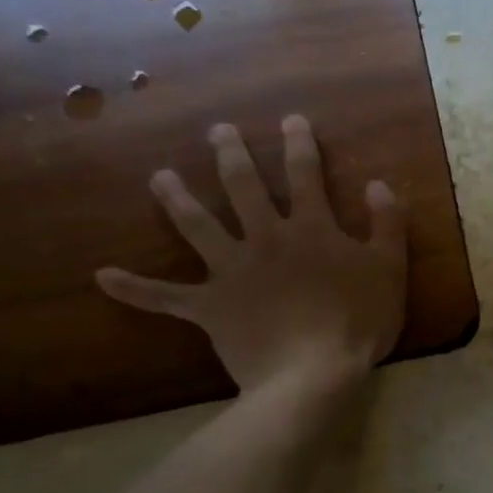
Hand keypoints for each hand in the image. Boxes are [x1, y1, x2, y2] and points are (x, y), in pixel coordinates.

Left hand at [96, 116, 407, 392]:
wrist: (312, 373)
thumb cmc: (358, 321)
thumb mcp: (390, 269)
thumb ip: (386, 223)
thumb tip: (378, 184)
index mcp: (311, 229)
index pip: (305, 176)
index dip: (300, 145)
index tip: (290, 119)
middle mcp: (266, 239)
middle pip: (244, 189)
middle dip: (231, 155)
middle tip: (217, 130)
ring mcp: (232, 272)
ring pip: (198, 227)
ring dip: (177, 200)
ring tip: (158, 177)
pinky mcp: (209, 307)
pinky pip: (164, 297)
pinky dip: (134, 289)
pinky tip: (102, 276)